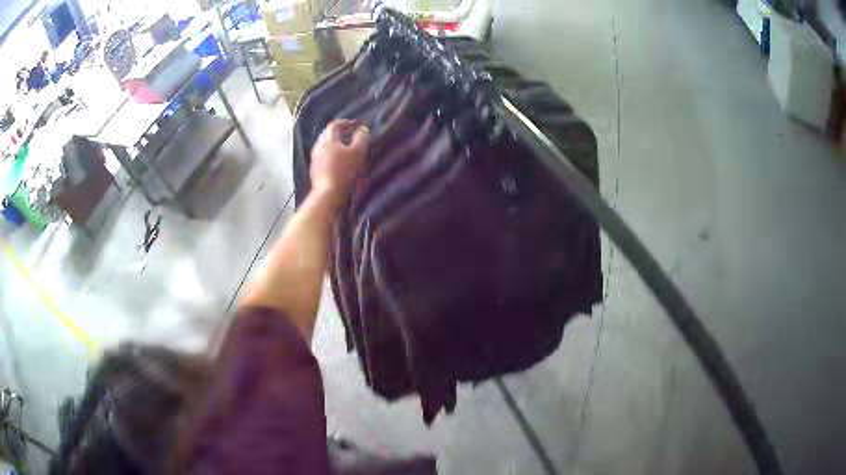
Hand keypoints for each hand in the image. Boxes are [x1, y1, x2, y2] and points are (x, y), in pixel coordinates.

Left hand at [310, 119, 369, 201]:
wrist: (328, 192)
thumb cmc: (344, 170)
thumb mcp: (358, 152)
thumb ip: (361, 138)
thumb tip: (363, 129)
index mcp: (329, 140)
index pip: (334, 125)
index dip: (344, 122)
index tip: (353, 124)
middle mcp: (319, 146)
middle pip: (327, 134)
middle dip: (338, 133)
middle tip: (349, 136)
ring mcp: (315, 158)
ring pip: (323, 146)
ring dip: (333, 145)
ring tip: (343, 150)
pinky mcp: (314, 170)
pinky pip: (321, 157)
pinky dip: (329, 155)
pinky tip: (336, 163)